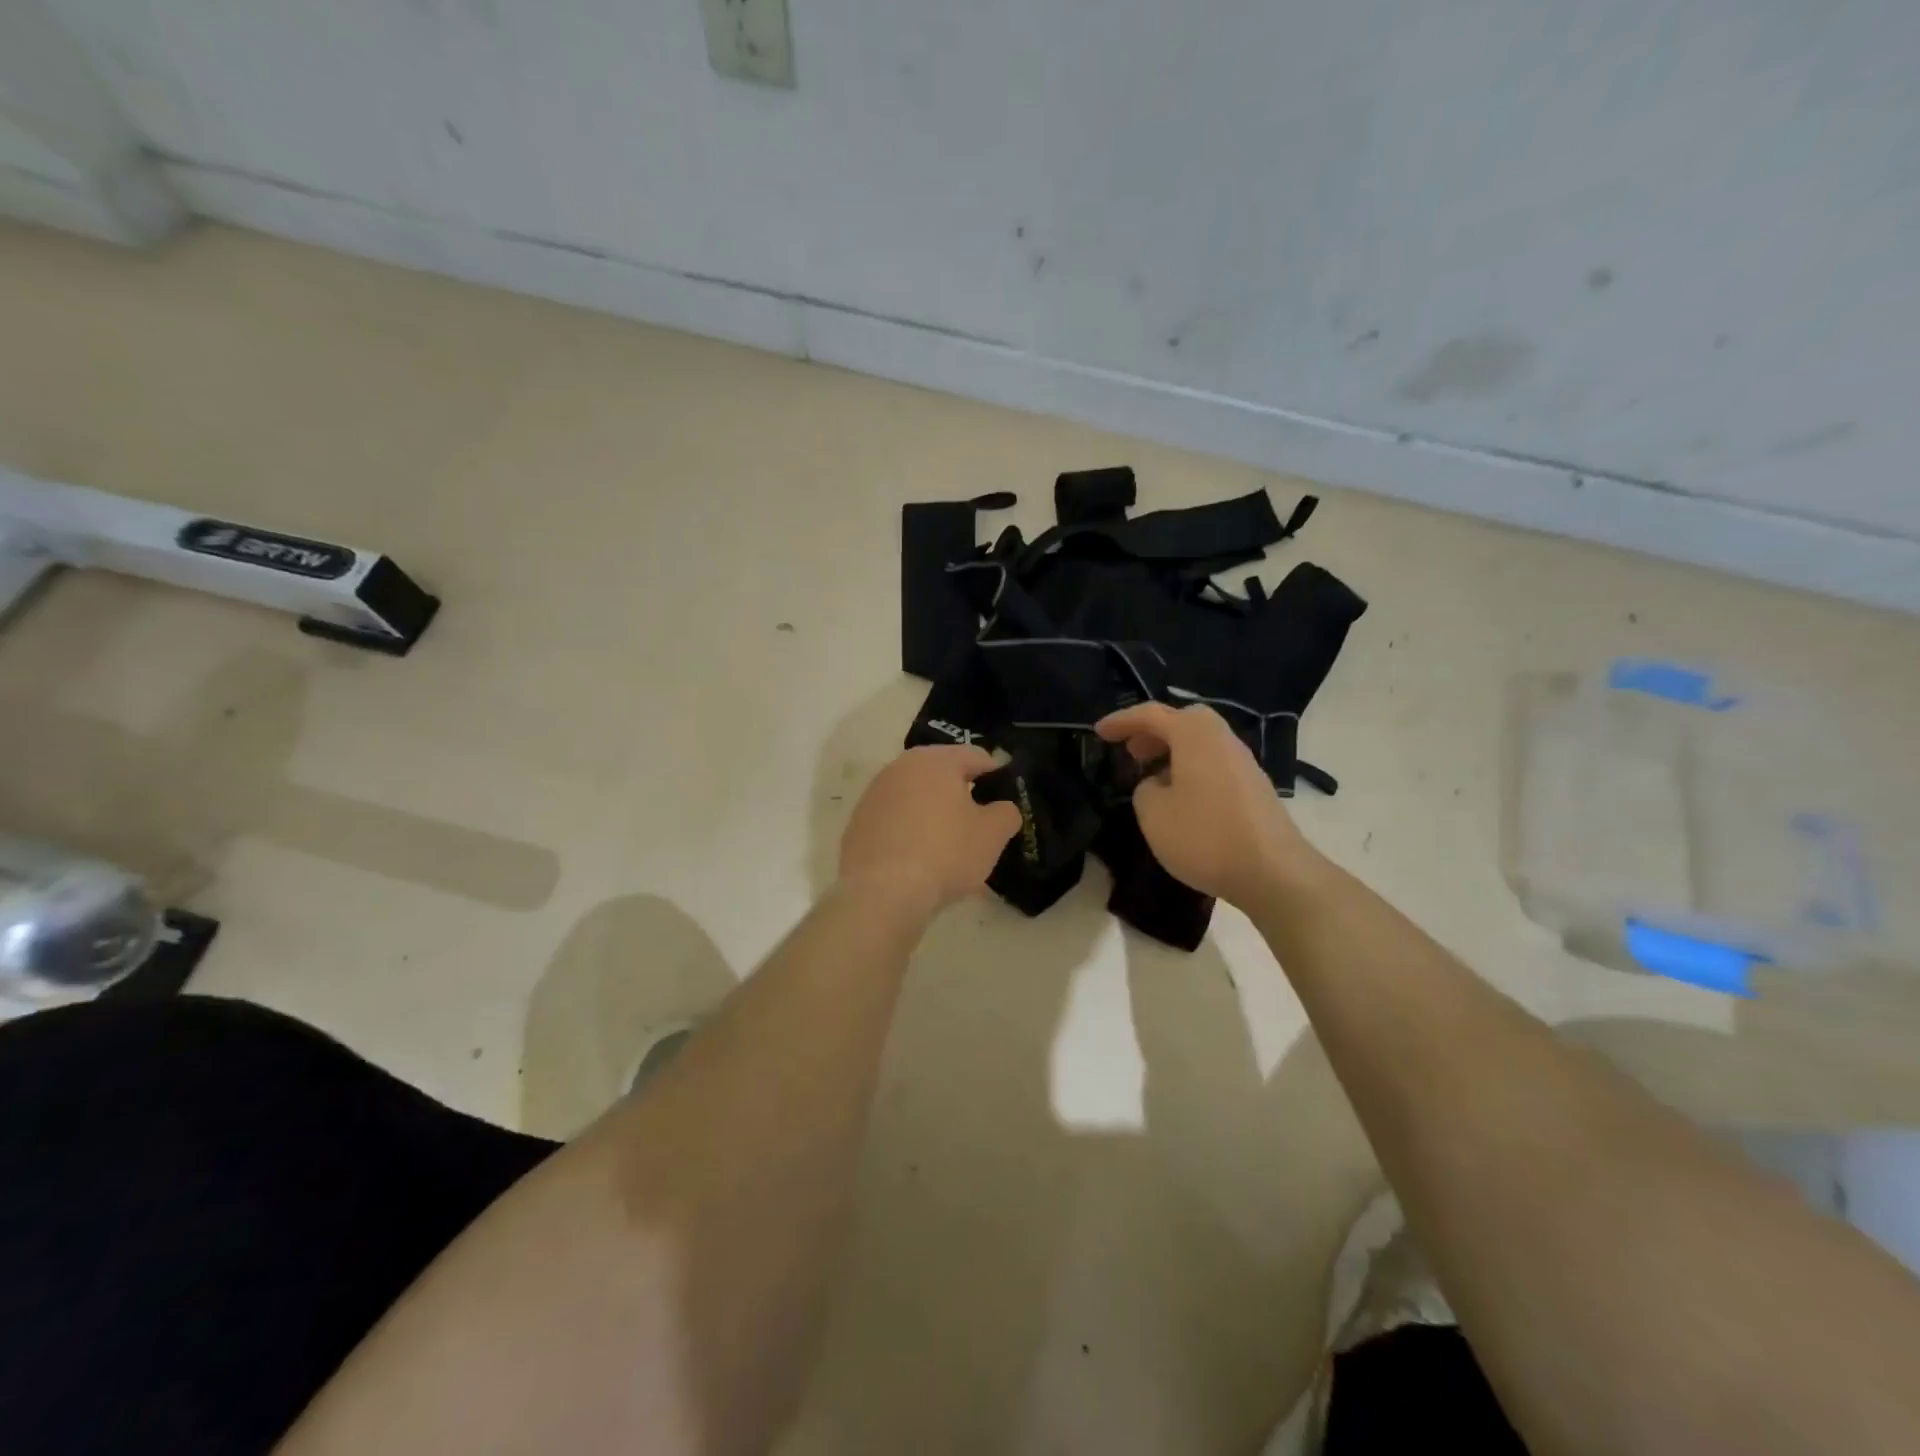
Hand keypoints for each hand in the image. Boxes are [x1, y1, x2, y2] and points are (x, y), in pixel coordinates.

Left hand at [838, 746, 1021, 922]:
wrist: (881, 894)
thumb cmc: (944, 854)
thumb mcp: (992, 835)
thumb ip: (1006, 813)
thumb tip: (1002, 808)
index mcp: (936, 760)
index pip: (976, 756)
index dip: (997, 776)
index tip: (1006, 800)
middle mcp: (900, 767)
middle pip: (941, 774)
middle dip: (962, 794)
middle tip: (979, 823)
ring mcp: (874, 794)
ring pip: (915, 796)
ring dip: (933, 812)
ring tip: (948, 844)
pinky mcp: (857, 823)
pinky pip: (893, 820)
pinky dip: (908, 831)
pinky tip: (917, 858)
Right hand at [1095, 702, 1312, 906]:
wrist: (1274, 872)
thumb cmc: (1205, 836)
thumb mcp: (1153, 813)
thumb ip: (1145, 789)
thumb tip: (1158, 784)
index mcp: (1195, 734)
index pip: (1151, 715)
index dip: (1121, 721)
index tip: (1098, 732)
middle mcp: (1222, 738)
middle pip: (1183, 721)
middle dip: (1153, 731)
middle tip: (1130, 751)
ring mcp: (1243, 762)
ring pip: (1201, 743)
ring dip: (1173, 751)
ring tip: (1151, 776)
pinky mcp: (1254, 787)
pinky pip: (1214, 763)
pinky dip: (1191, 768)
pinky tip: (1181, 797)